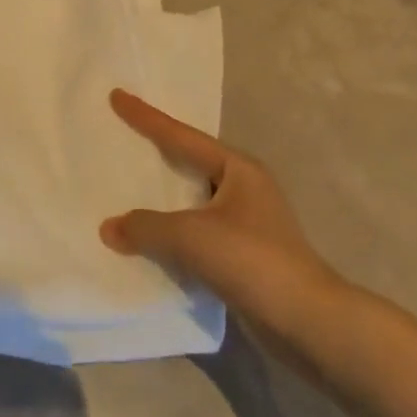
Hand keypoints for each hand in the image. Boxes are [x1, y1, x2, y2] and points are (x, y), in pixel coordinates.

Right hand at [100, 89, 349, 337]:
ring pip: (192, 199)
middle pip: (189, 161)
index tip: (117, 95)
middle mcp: (244, 187)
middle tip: (122, 136)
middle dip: (157, 150)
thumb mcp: (191, 236)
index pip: (180, 135)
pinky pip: (197, 230)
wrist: (307, 321)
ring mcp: (246, 221)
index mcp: (237, 168)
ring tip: (128, 188)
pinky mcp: (244, 253)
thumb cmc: (252, 260)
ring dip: (163, 197)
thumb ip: (146, 227)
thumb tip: (109, 228)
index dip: (145, 117)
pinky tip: (150, 238)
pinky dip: (173, 230)